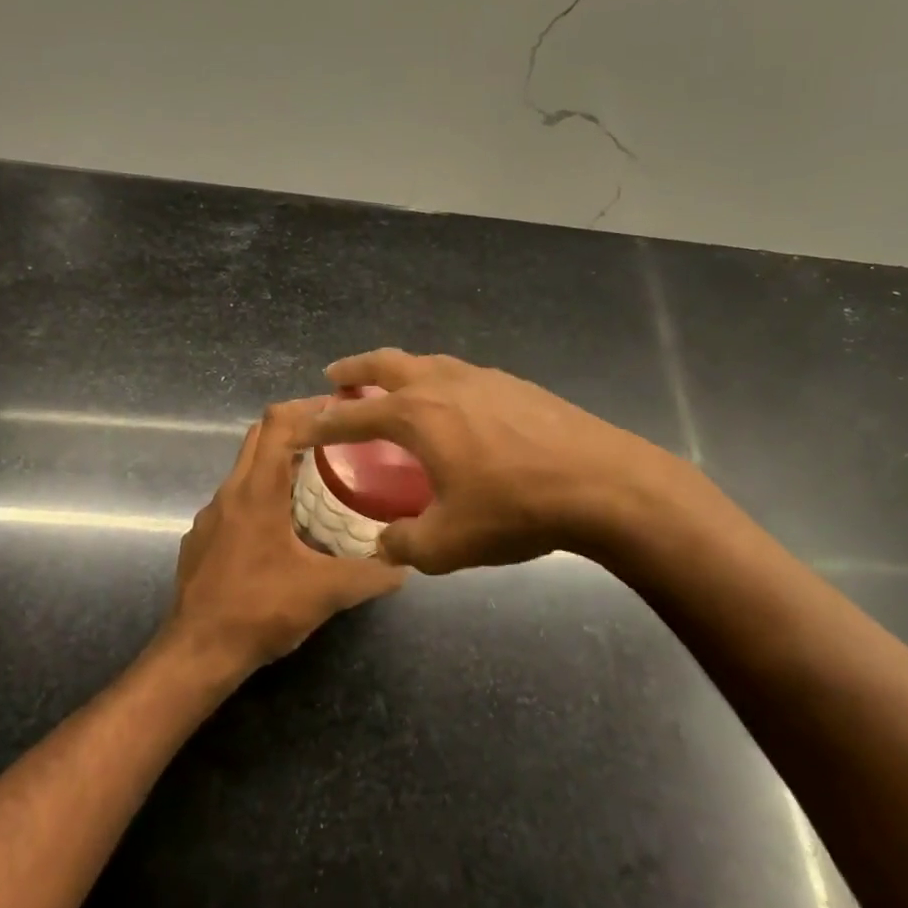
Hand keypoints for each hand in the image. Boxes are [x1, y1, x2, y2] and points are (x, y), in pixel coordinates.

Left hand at [168, 397, 407, 671]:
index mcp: (257, 491)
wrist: (196, 653)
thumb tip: (404, 566)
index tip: (339, 409)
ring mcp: (210, 516)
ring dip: (277, 465)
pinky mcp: (201, 539)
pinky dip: (259, 497)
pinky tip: (281, 530)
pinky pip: (234, 502)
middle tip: (335, 440)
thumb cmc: (260, 610)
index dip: (307, 407)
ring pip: (245, 470)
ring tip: (315, 483)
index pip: (277, 422)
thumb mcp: (325, 592)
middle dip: (295, 429)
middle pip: (259, 437)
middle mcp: (229, 492)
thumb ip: (369, 575)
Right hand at [306, 349, 678, 573]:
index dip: (324, 423)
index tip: (304, 424)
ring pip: (428, 362)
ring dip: (400, 370)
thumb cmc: (515, 509)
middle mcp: (443, 384)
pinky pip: (462, 375)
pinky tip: (454, 405)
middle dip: (355, 369)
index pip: (354, 417)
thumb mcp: (448, 544)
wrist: (603, 484)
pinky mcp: (517, 385)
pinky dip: (440, 382)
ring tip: (393, 386)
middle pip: (387, 364)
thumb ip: (405, 544)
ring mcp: (484, 378)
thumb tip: (386, 544)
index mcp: (417, 416)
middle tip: (336, 376)